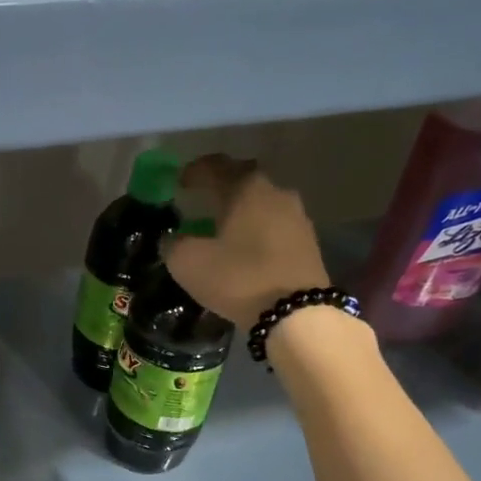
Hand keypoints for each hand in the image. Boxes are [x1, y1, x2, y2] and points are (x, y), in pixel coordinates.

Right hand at [164, 155, 331, 328]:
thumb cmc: (238, 278)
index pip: (215, 166)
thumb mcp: (188, 263)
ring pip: (262, 202)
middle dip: (222, 184)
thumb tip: (172, 238)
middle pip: (244, 178)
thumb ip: (173, 244)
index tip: (179, 182)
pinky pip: (275, 224)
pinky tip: (246, 245)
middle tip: (203, 198)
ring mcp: (297, 216)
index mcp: (245, 188)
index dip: (193, 171)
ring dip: (242, 208)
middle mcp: (275, 192)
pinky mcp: (308, 241)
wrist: (296, 313)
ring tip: (224, 225)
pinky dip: (257, 228)